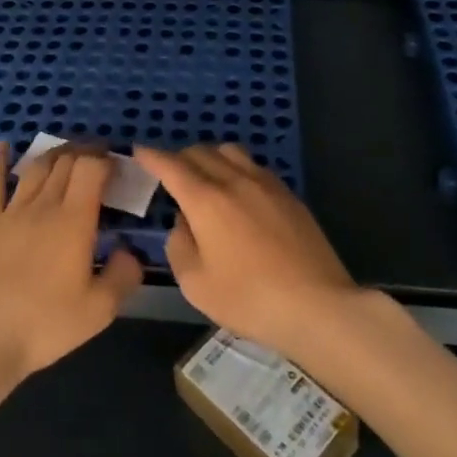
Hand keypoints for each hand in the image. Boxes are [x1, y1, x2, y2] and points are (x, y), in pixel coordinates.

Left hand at [0, 143, 143, 387]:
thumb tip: (130, 251)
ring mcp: (11, 212)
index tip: (117, 165)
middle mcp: (44, 205)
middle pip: (65, 162)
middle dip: (85, 152)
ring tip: (68, 152)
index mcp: (74, 220)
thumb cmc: (45, 325)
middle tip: (98, 158)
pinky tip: (3, 147)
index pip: (91, 169)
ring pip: (36, 168)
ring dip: (55, 154)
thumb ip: (123, 275)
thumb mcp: (99, 310)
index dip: (105, 159)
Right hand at [137, 144, 358, 363]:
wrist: (317, 305)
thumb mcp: (196, 284)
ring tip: (206, 178)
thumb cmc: (249, 299)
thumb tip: (183, 223)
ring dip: (210, 157)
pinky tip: (239, 192)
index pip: (171, 165)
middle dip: (179, 158)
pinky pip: (253, 167)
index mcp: (206, 199)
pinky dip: (236, 169)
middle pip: (200, 152)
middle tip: (170, 174)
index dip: (151, 156)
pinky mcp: (289, 194)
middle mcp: (234, 180)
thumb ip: (179, 246)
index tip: (139, 151)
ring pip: (229, 152)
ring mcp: (265, 183)